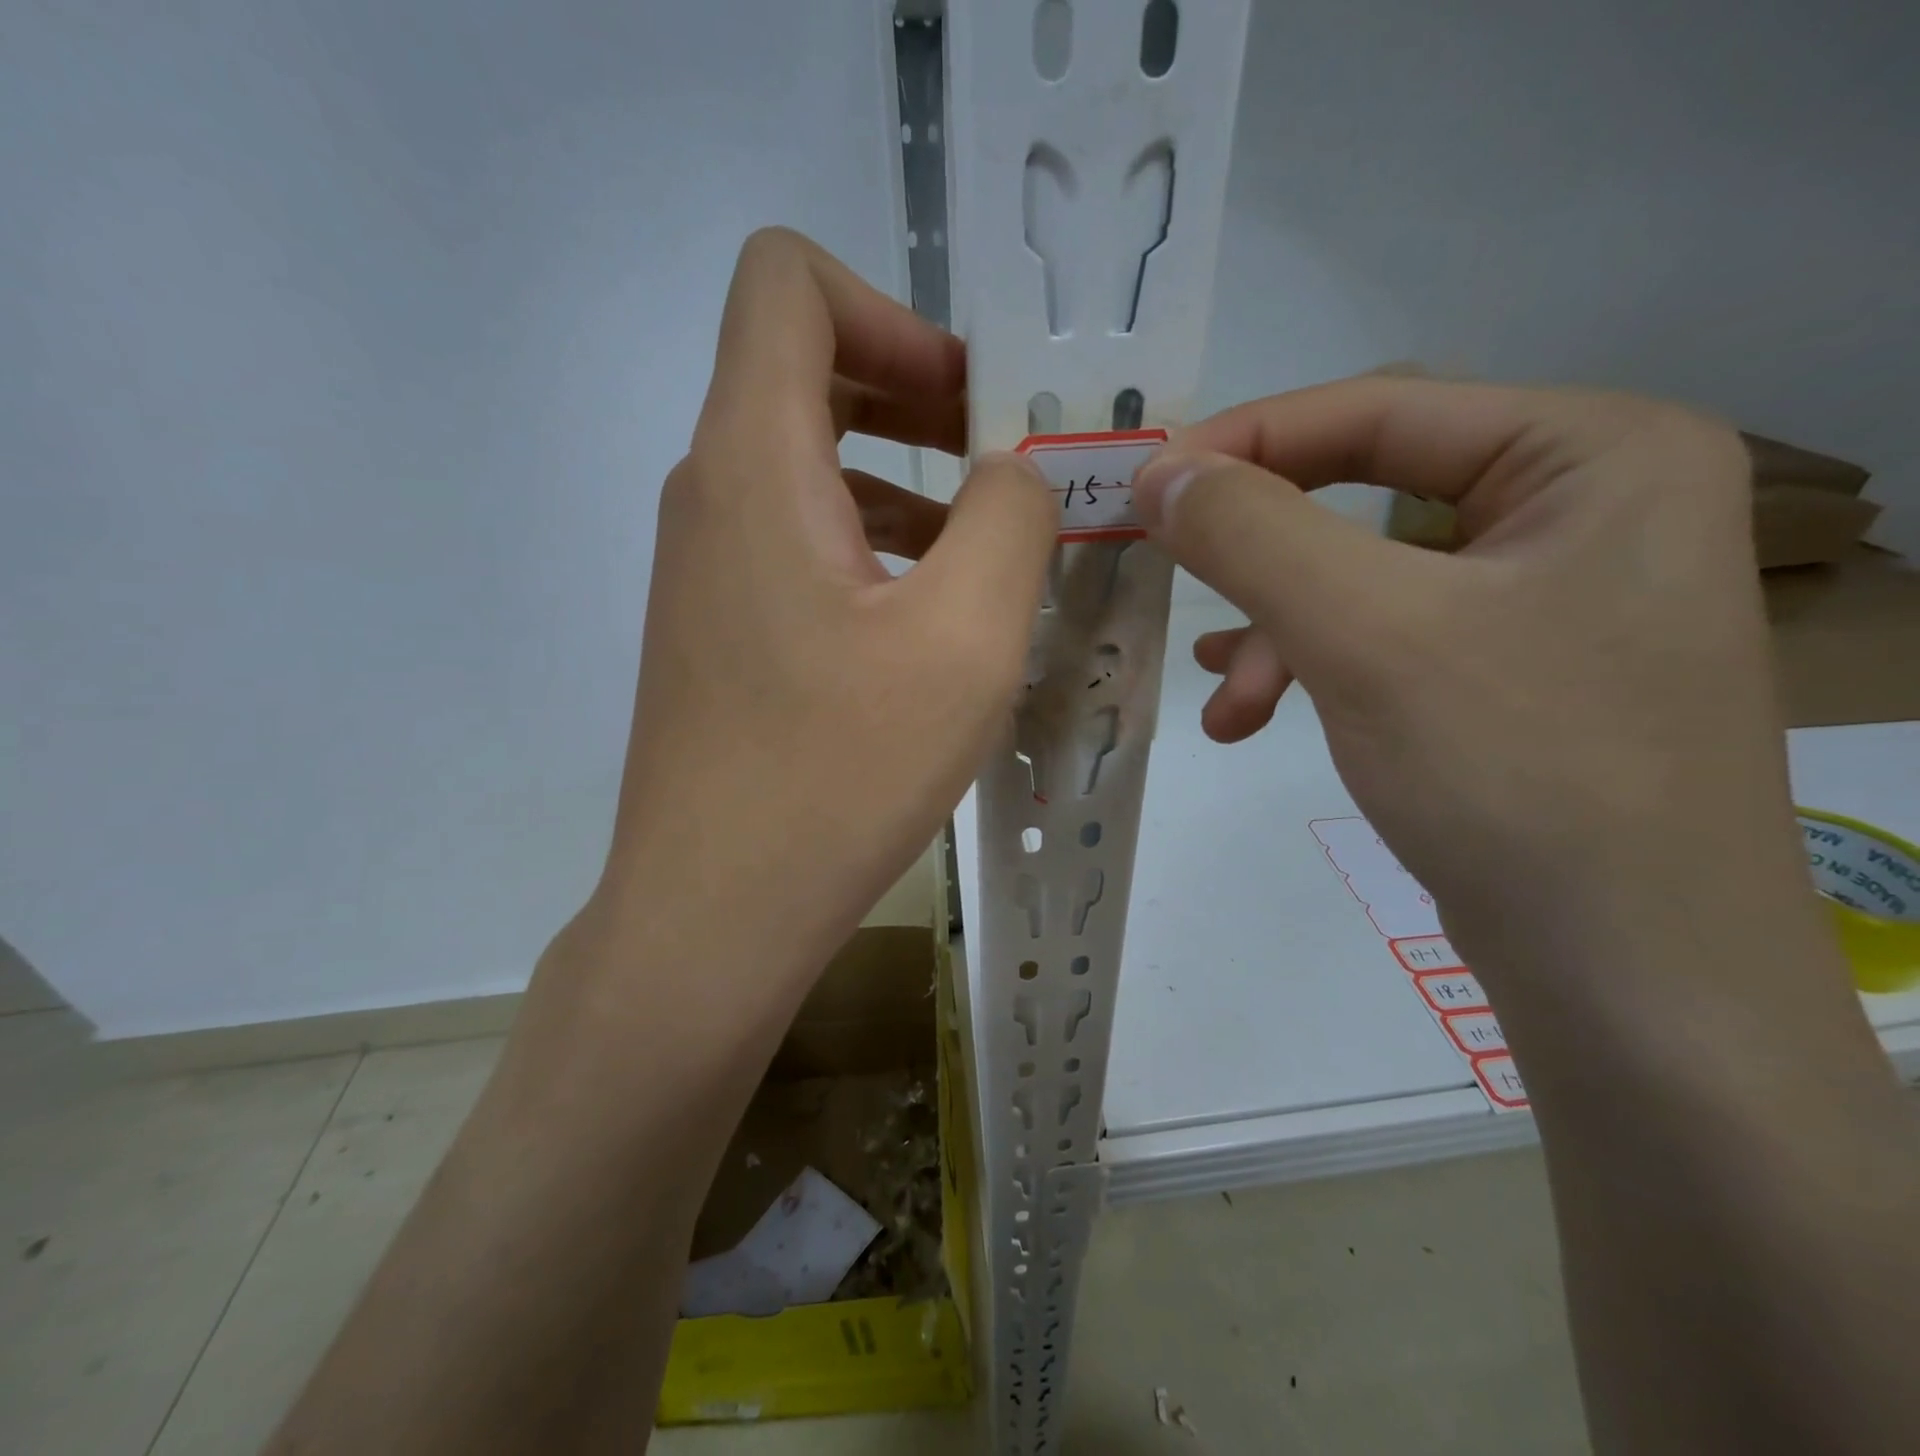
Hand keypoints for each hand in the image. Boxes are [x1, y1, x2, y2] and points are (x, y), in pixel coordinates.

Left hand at [594, 228, 1052, 988]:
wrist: (716, 909)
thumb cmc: (838, 773)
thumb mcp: (965, 638)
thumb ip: (1011, 517)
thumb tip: (1011, 472)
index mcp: (752, 461)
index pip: (785, 283)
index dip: (891, 312)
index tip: (969, 402)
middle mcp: (710, 493)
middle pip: (802, 369)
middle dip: (916, 395)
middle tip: (1004, 466)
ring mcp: (705, 565)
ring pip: (806, 464)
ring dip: (904, 481)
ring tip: (987, 553)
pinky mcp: (719, 626)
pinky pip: (798, 539)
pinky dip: (871, 543)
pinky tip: (929, 618)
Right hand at [1130, 378, 1800, 971]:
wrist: (1631, 979)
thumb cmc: (1515, 774)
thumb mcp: (1364, 633)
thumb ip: (1251, 534)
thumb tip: (1159, 473)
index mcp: (1593, 453)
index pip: (1381, 409)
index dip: (1248, 441)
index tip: (1147, 490)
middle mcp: (1585, 507)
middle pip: (1368, 495)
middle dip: (1263, 562)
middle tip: (1179, 590)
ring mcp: (1553, 596)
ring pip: (1363, 578)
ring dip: (1276, 632)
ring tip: (1226, 702)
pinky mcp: (1515, 671)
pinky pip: (1385, 637)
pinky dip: (1311, 669)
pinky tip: (1251, 713)